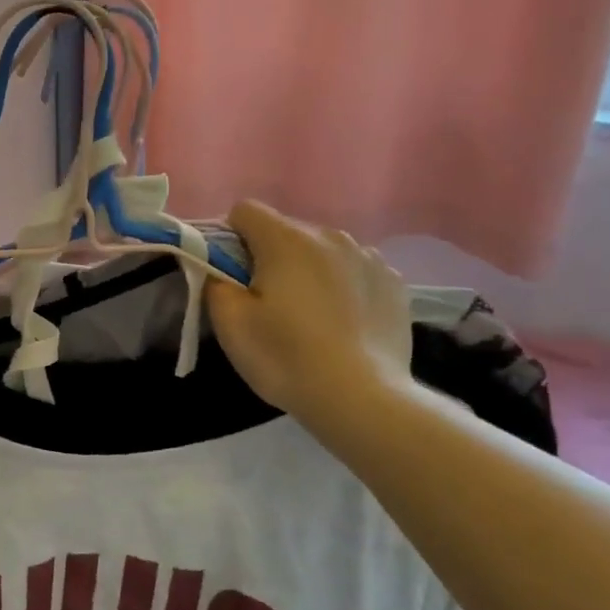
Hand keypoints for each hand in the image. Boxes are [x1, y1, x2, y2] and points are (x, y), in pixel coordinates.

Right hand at [205, 201, 413, 423]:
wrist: (363, 399)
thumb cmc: (286, 357)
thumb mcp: (230, 323)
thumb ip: (215, 281)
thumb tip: (220, 268)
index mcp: (286, 240)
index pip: (245, 211)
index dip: (229, 238)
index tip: (231, 274)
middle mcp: (330, 236)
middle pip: (285, 230)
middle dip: (269, 255)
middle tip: (266, 302)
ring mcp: (369, 257)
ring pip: (321, 250)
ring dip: (307, 269)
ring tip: (308, 314)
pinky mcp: (394, 283)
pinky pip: (354, 270)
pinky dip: (341, 285)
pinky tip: (342, 322)